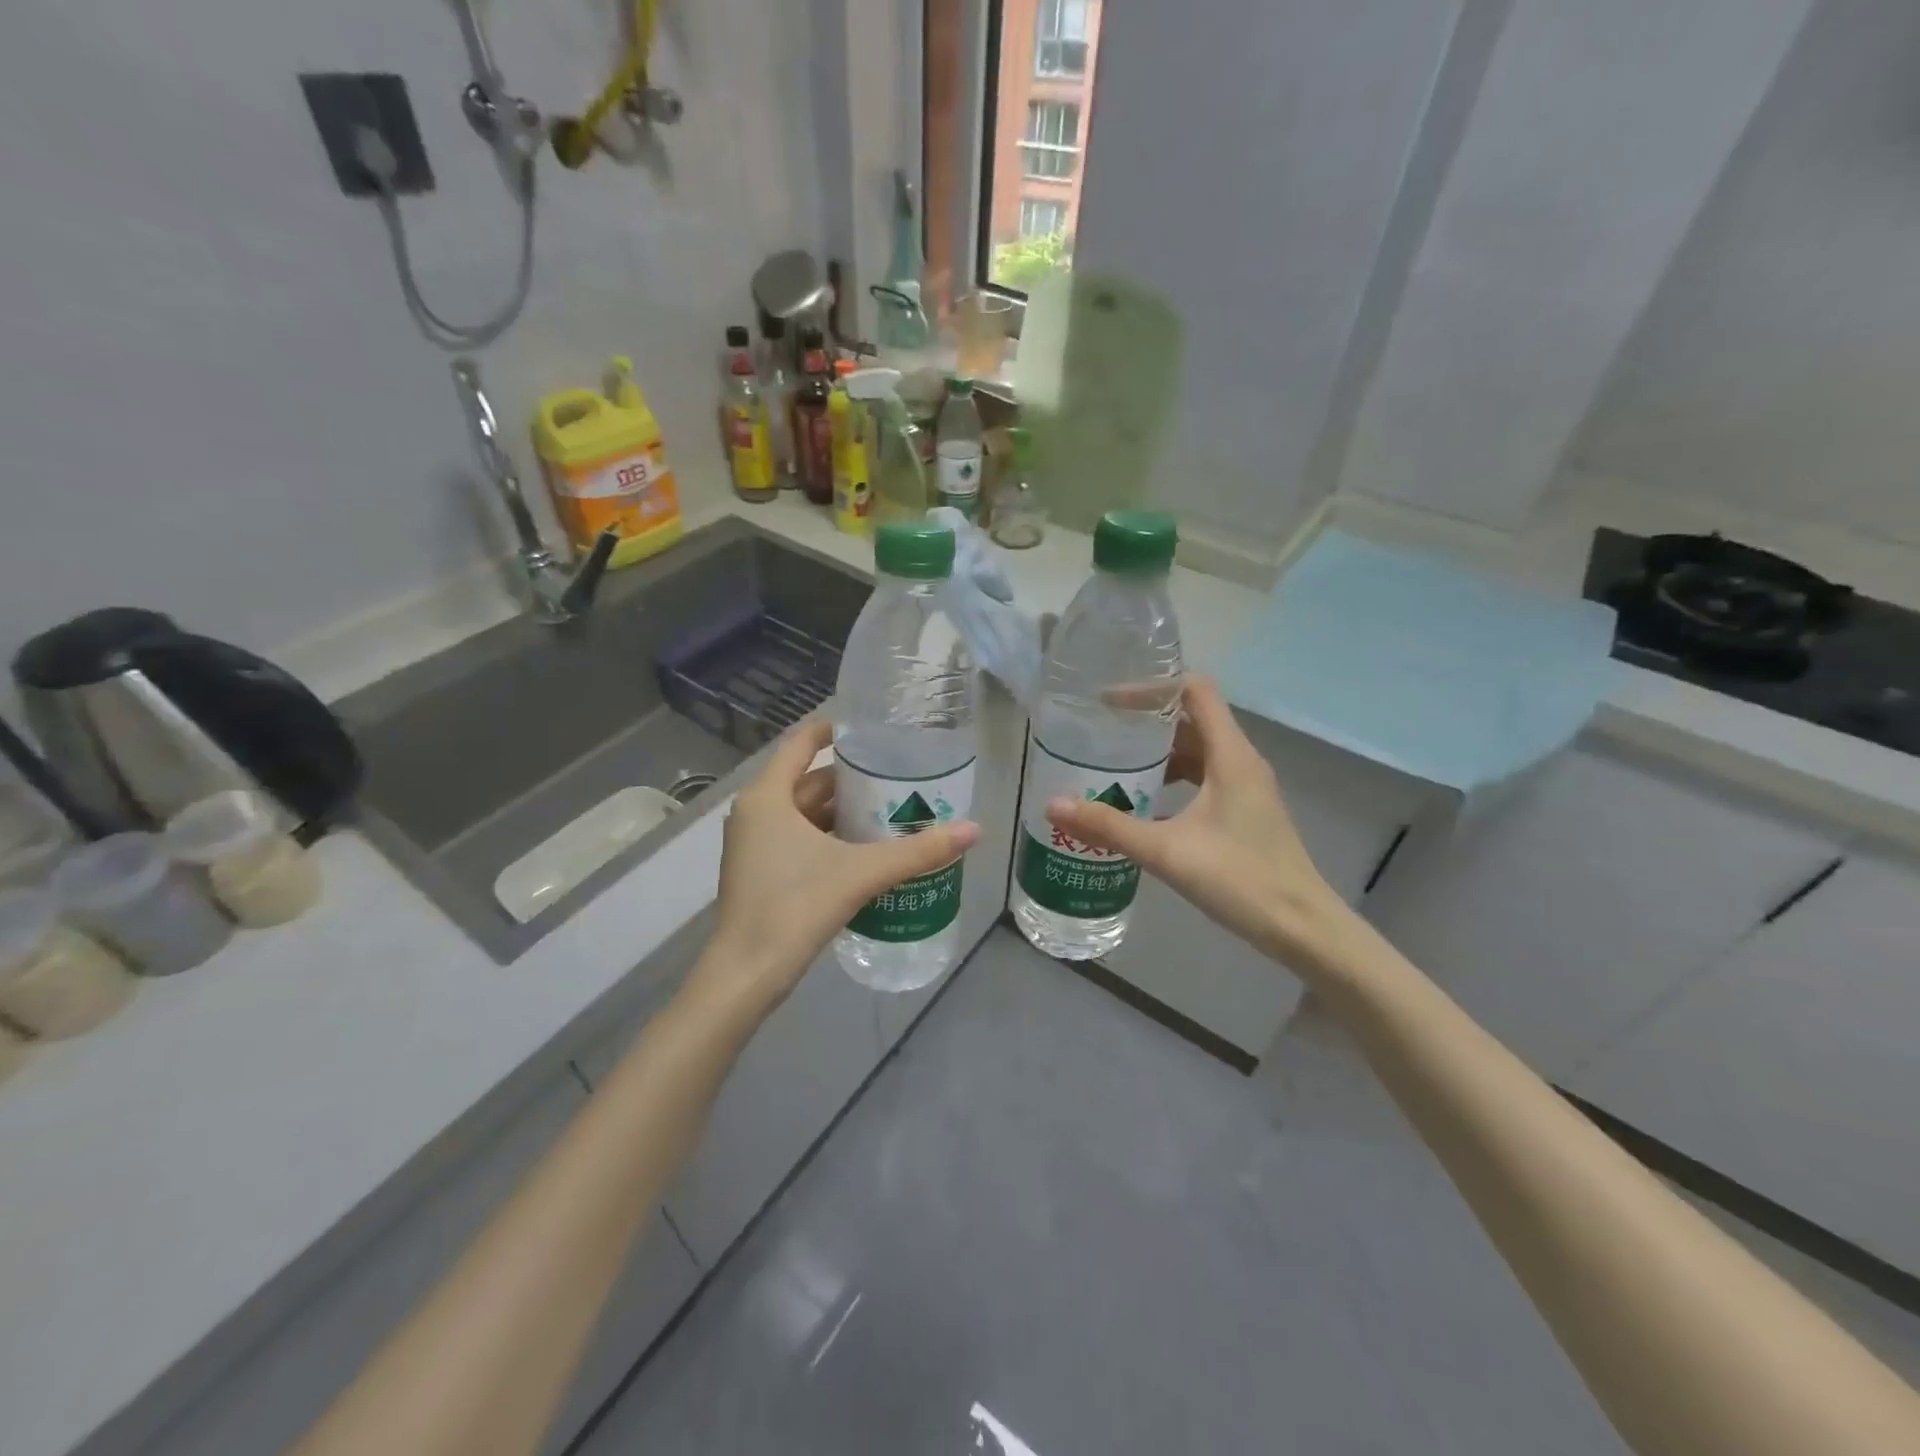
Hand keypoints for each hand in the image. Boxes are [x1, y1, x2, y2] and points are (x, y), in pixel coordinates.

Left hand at [688, 718, 978, 1022]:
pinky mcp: (760, 871)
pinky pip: (799, 837)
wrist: (747, 974)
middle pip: (808, 780)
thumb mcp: (860, 873)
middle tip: (898, 774)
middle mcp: (756, 812)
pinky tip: (865, 847)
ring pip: (804, 812)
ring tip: (890, 807)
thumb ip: (916, 852)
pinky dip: (829, 835)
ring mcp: (754, 843)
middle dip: (851, 778)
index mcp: (768, 796)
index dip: (835, 730)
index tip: (873, 728)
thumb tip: (973, 829)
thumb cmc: (795, 907)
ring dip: (842, 810)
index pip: (801, 743)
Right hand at [1045, 677, 1350, 970]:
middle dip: (1147, 719)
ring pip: (1198, 750)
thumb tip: (1053, 805)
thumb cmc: (1240, 879)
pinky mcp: (1244, 811)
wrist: (1301, 928)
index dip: (1152, 686)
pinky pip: (1203, 777)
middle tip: (1101, 728)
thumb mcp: (1167, 851)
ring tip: (1114, 762)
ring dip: (1159, 751)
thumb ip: (1109, 827)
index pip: (1195, 690)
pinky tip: (1143, 802)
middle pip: (1193, 718)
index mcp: (1231, 755)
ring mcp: (1246, 787)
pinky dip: (1173, 778)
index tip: (1109, 700)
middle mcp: (1241, 761)